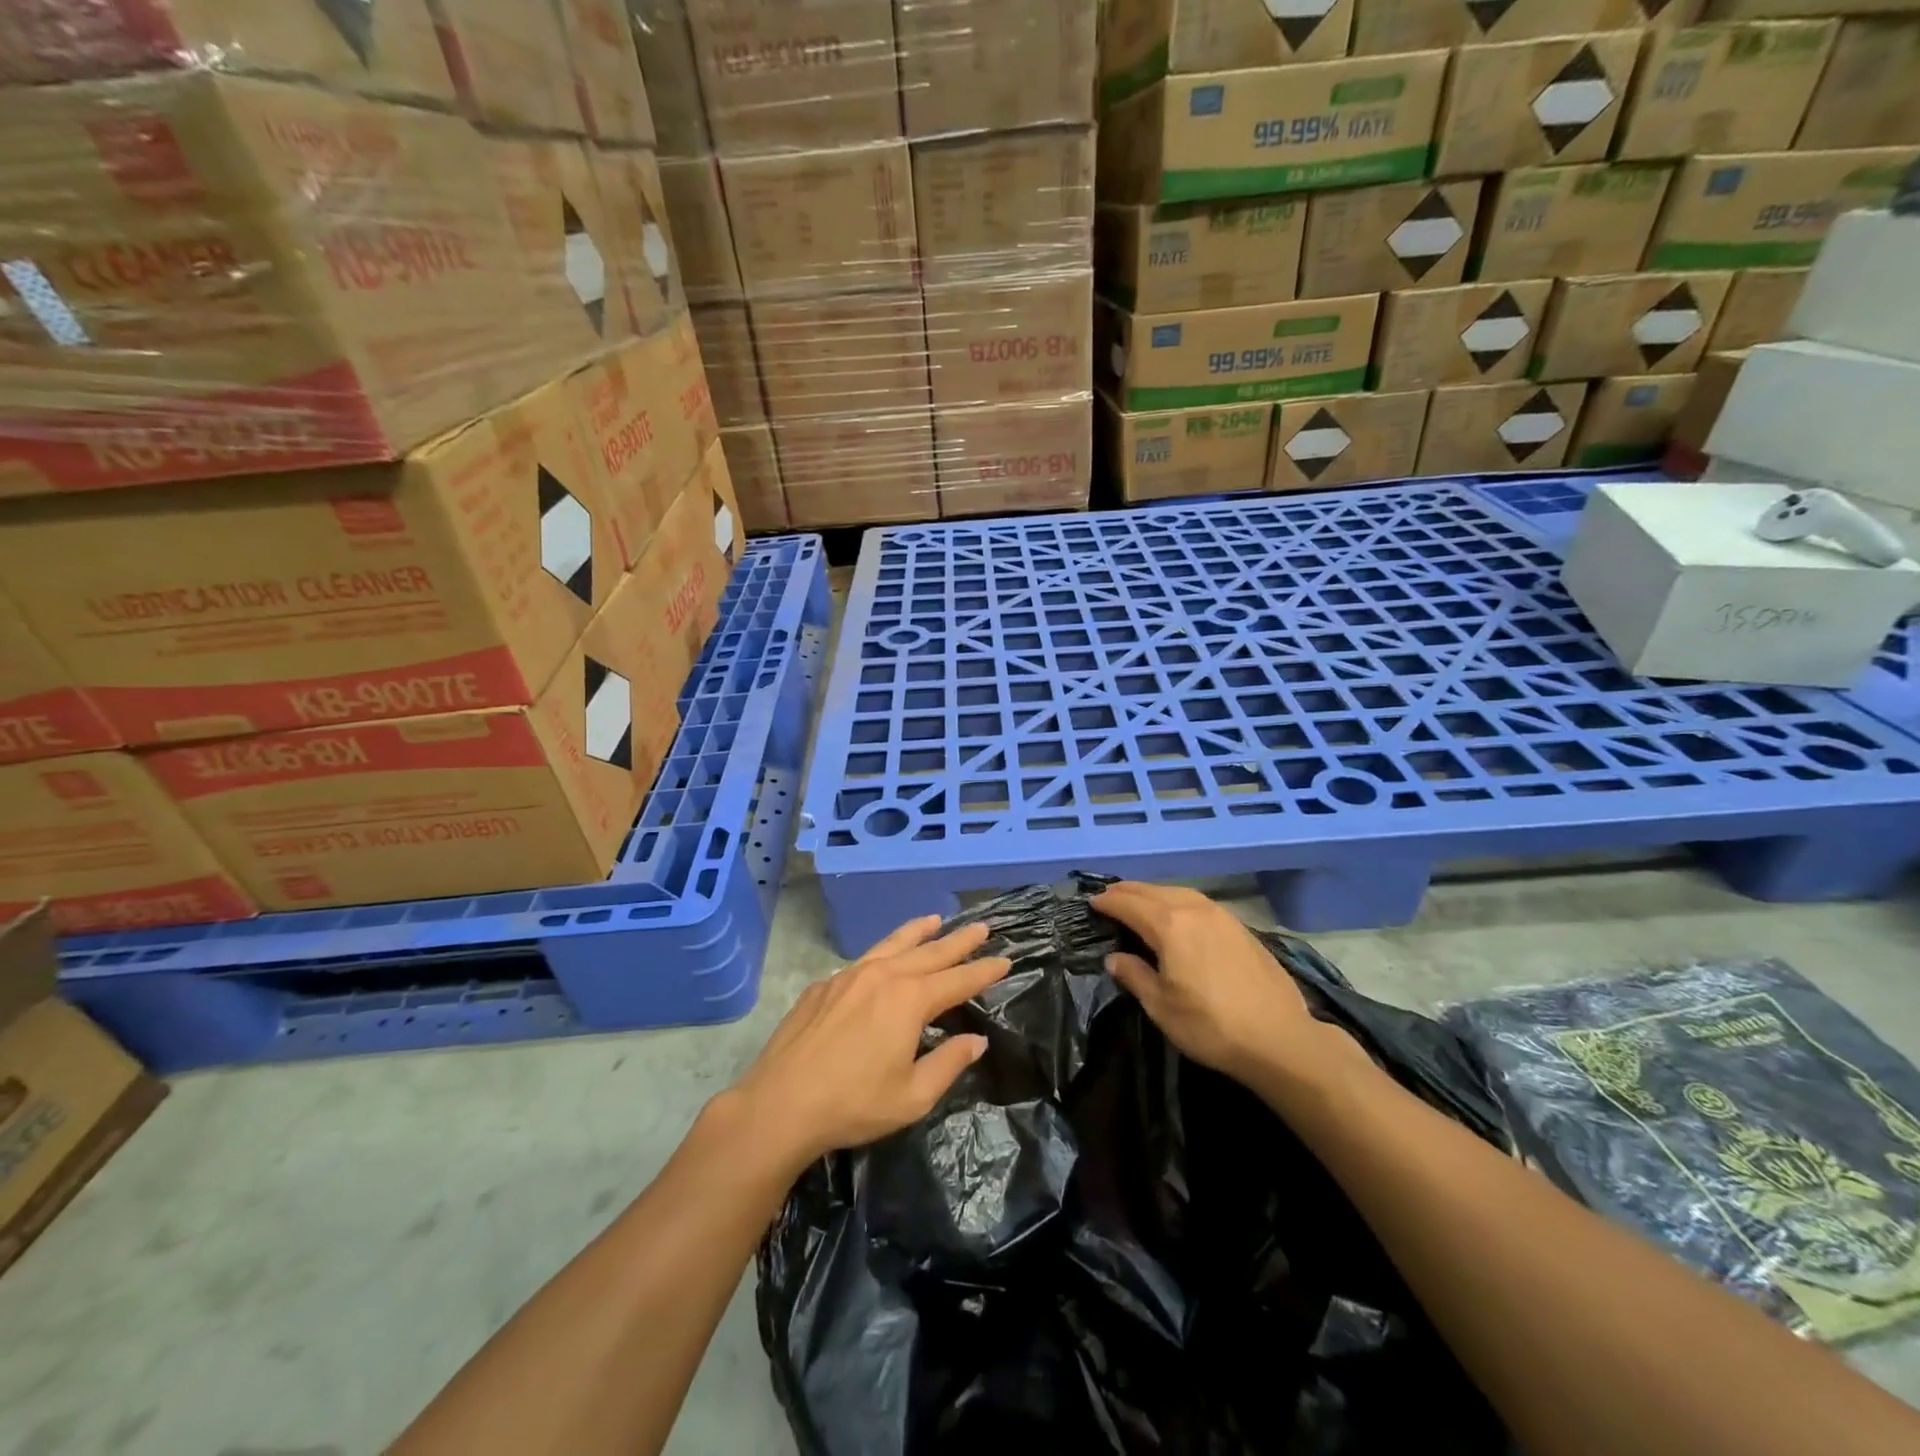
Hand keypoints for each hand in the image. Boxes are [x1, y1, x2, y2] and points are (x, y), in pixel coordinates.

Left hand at [732, 917, 1009, 1168]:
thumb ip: (949, 1063)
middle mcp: (883, 976)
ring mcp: (849, 975)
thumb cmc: (854, 1104)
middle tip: (982, 927)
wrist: (780, 1103)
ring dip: (919, 932)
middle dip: (959, 940)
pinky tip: (884, 957)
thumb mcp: (913, 1096)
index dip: (984, 971)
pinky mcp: (824, 985)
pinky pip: (864, 958)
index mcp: (910, 1000)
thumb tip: (976, 1040)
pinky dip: (885, 950)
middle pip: (930, 952)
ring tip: (936, 919)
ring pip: (893, 944)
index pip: (958, 980)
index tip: (1005, 959)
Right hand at [1093, 882, 1359, 1089]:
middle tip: (1109, 897)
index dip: (1108, 902)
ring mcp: (1221, 915)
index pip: (1129, 904)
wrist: (1279, 1038)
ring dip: (1154, 893)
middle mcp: (1194, 909)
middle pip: (1153, 891)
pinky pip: (1198, 902)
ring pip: (1178, 892)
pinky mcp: (1240, 927)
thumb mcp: (1161, 1007)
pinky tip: (1178, 914)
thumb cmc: (1211, 1025)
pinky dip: (1178, 901)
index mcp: (1169, 925)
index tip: (1092, 903)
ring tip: (1139, 901)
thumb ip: (1135, 976)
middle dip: (1128, 892)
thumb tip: (1115, 958)